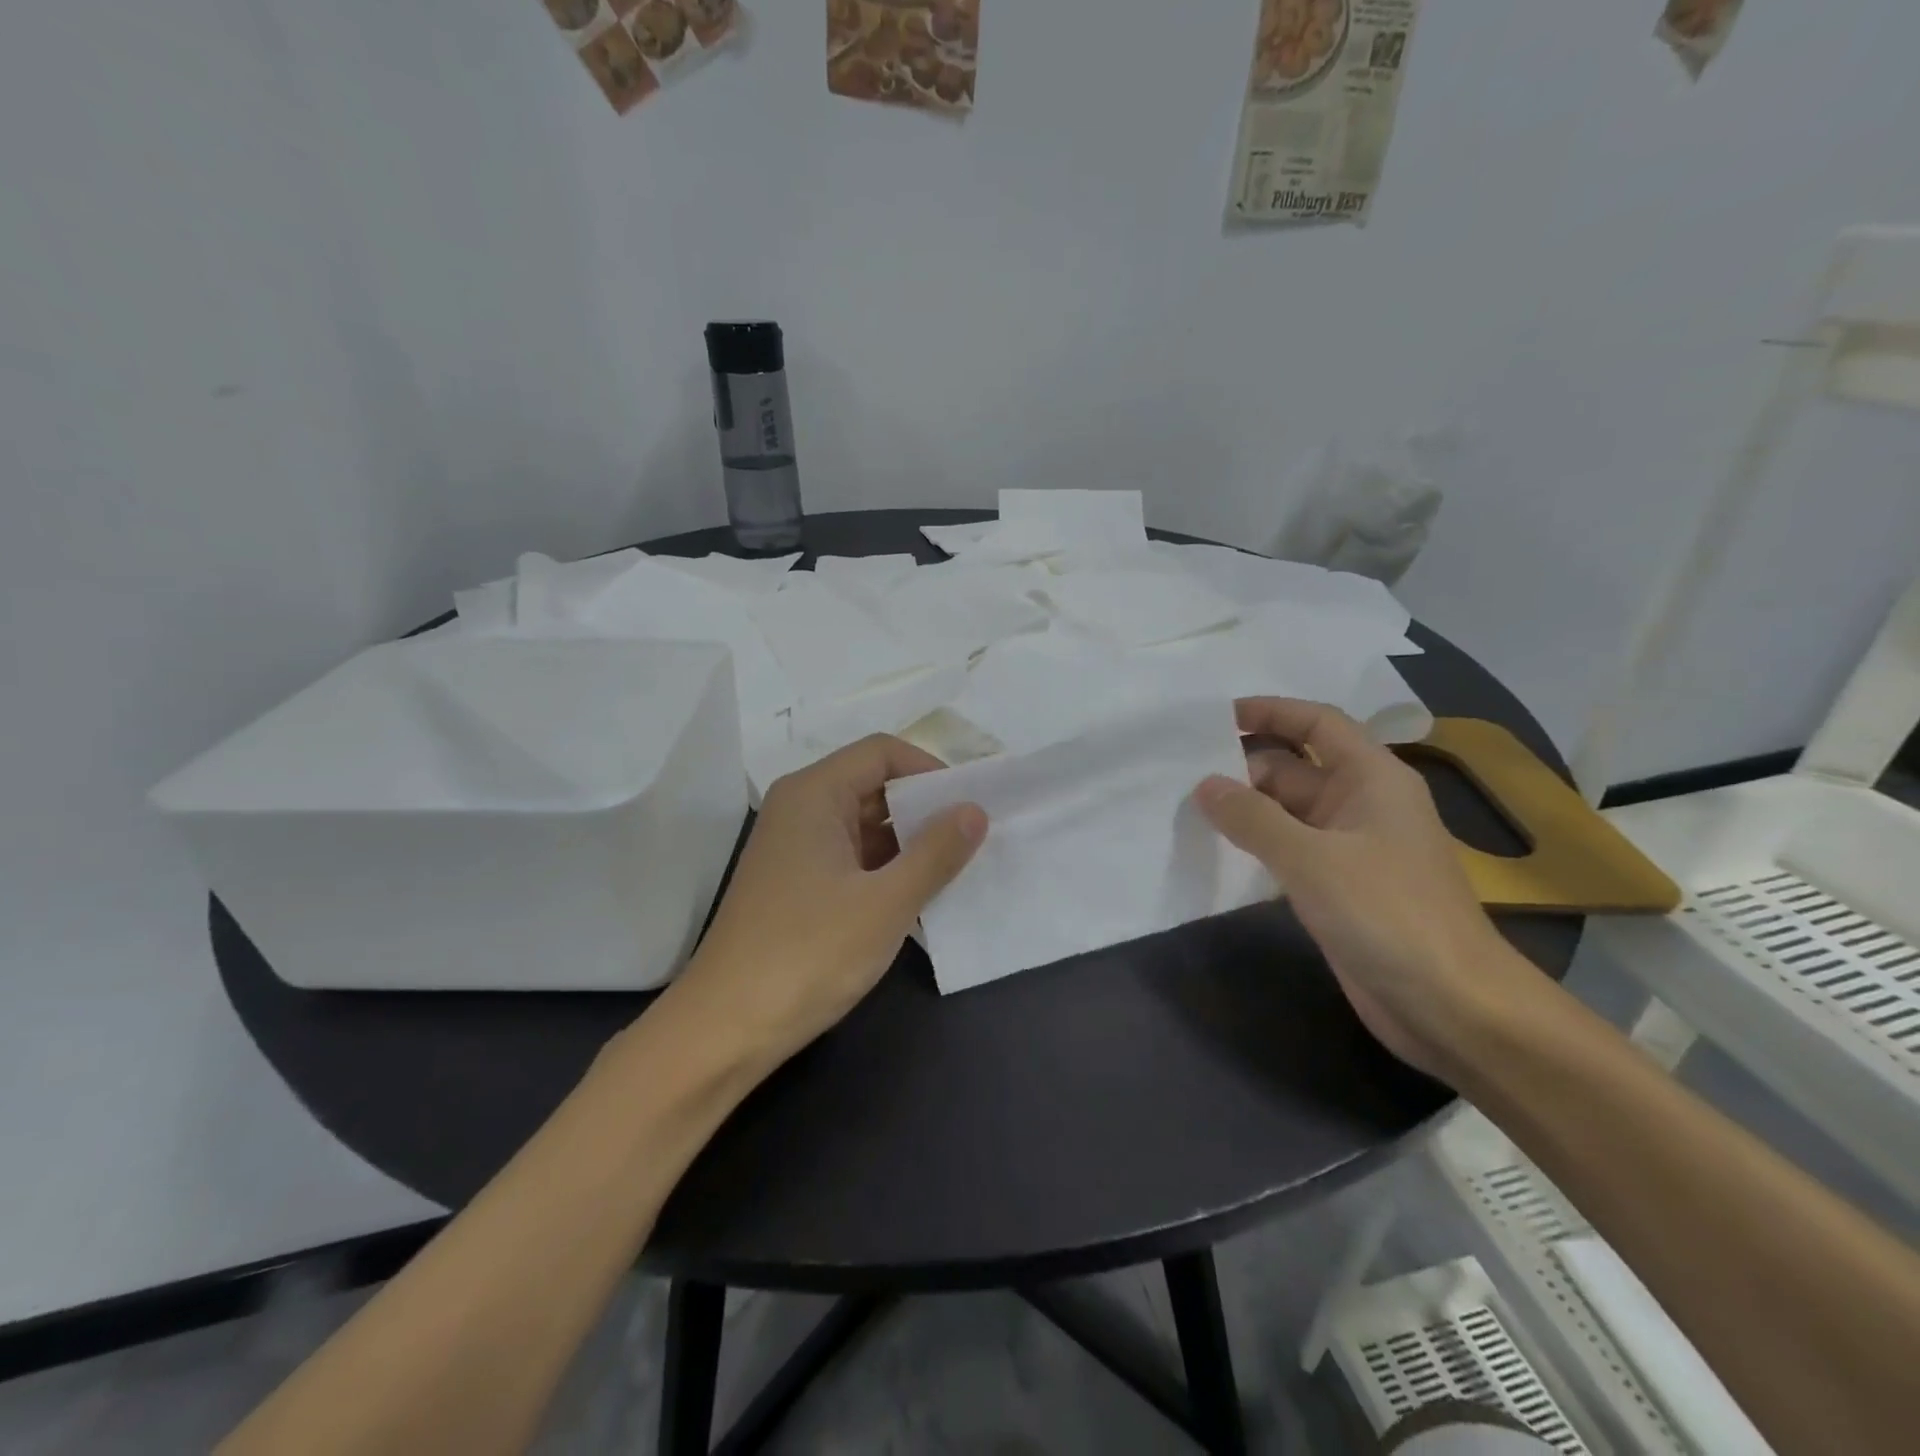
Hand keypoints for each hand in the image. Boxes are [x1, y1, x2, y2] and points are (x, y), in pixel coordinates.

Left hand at [670, 735, 986, 1062]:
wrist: (725, 1029)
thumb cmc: (808, 954)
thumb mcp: (885, 903)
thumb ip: (936, 852)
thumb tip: (975, 810)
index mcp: (814, 794)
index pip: (883, 752)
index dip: (931, 770)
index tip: (972, 804)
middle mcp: (800, 808)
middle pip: (873, 783)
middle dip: (924, 807)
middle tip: (974, 836)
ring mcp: (794, 847)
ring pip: (864, 823)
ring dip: (909, 840)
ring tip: (956, 866)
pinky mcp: (795, 882)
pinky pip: (851, 855)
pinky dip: (886, 867)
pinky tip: (918, 894)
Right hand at [1193, 698, 1524, 1078]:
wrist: (1451, 1005)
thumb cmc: (1388, 915)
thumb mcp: (1312, 859)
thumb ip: (1252, 818)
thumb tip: (1205, 785)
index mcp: (1372, 778)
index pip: (1318, 723)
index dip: (1271, 711)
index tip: (1216, 718)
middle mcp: (1362, 804)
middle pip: (1295, 767)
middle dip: (1244, 765)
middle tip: (1183, 773)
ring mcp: (1350, 848)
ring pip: (1288, 811)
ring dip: (1245, 808)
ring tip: (1187, 806)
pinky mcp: (1338, 886)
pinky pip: (1289, 849)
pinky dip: (1255, 844)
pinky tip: (1216, 850)